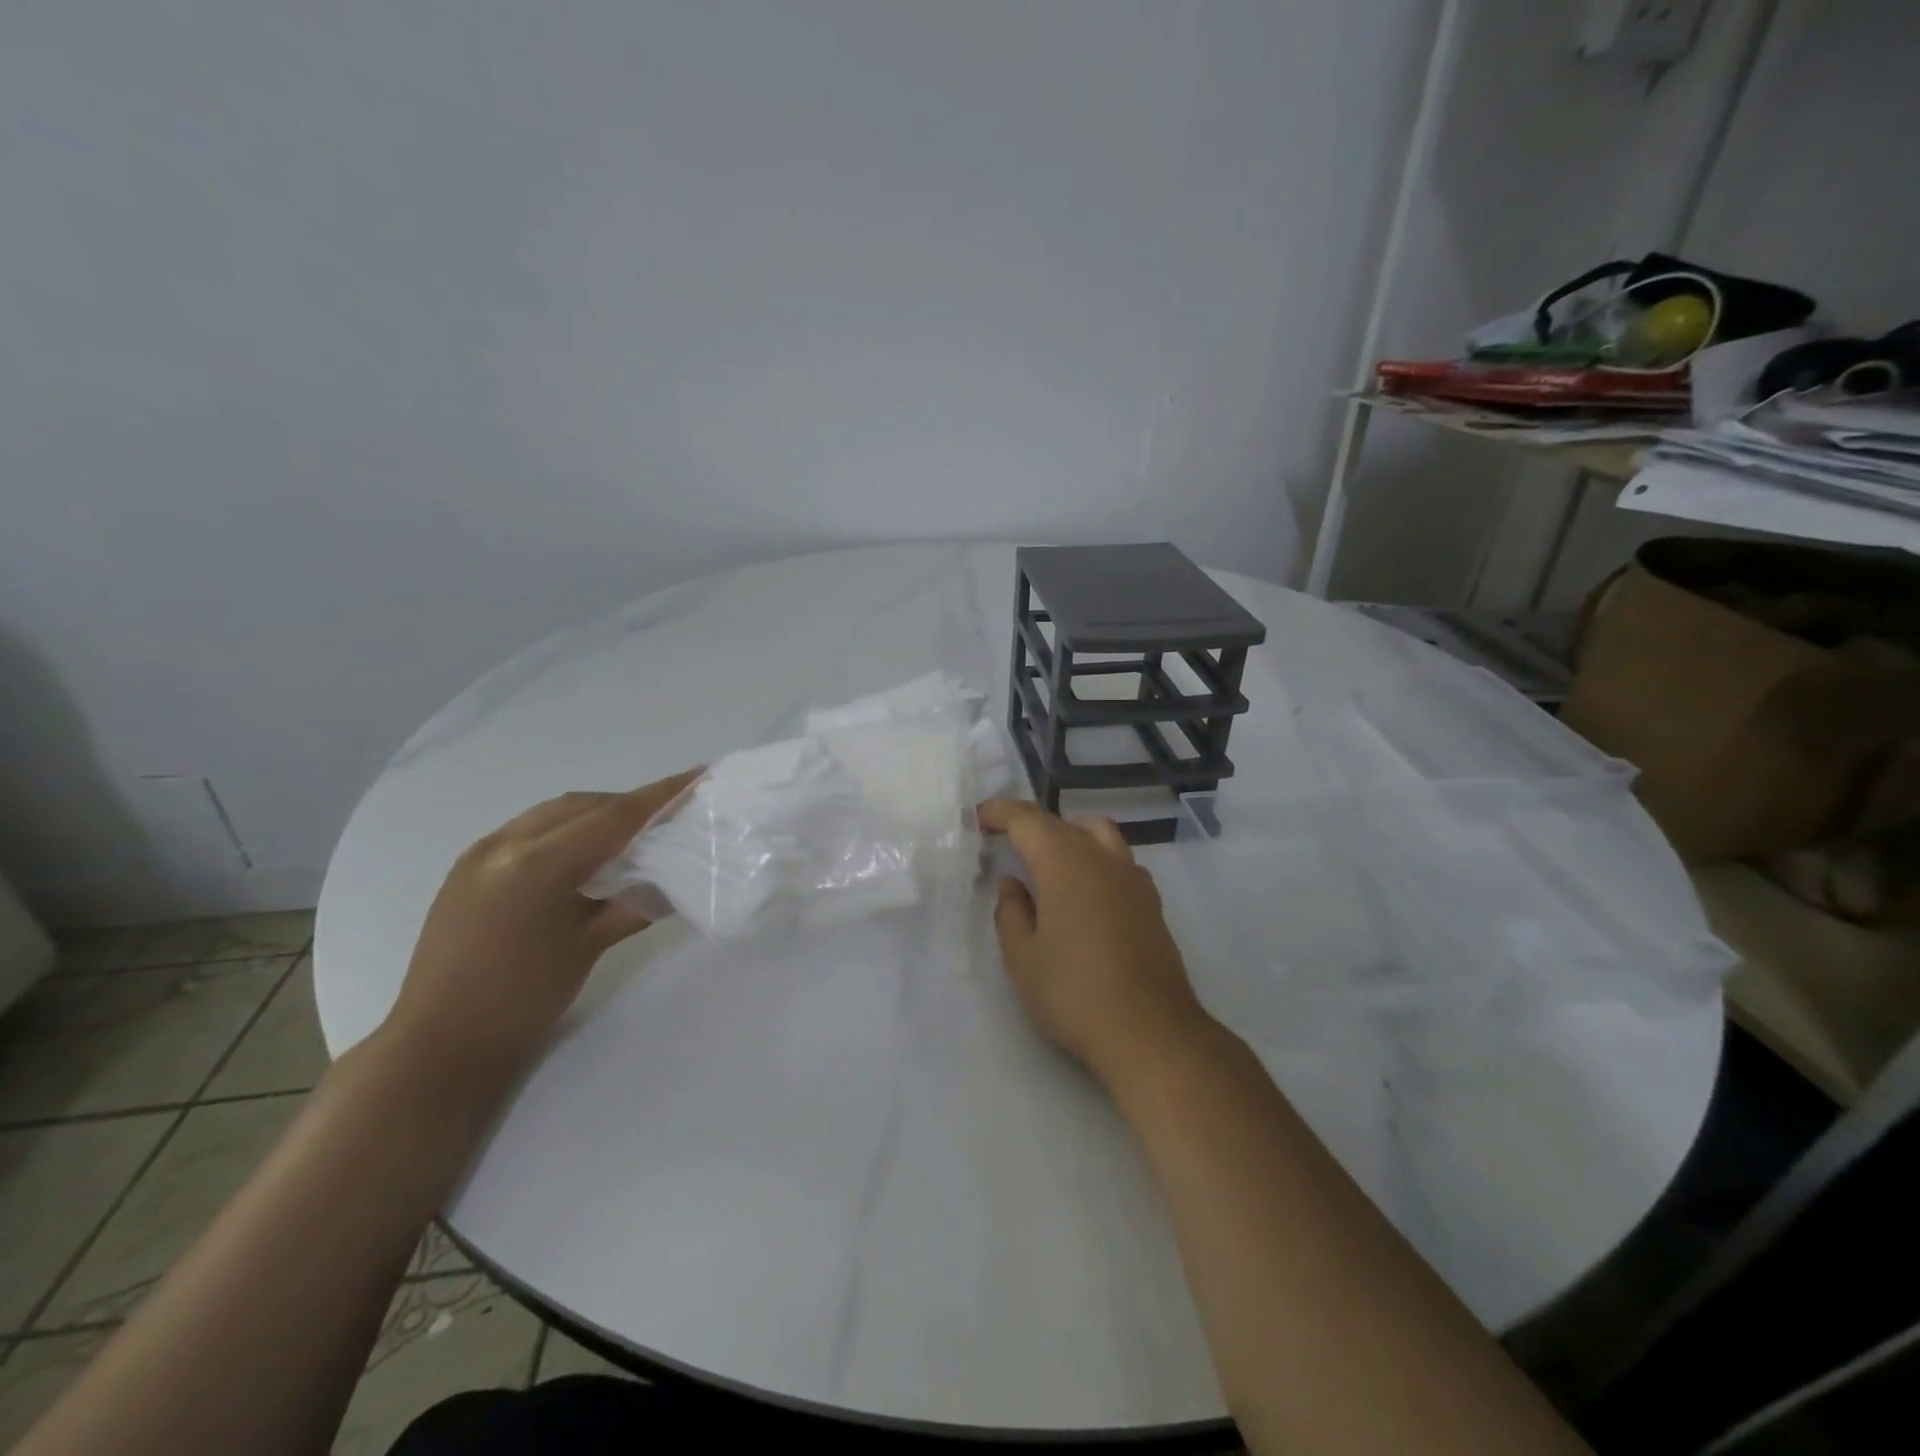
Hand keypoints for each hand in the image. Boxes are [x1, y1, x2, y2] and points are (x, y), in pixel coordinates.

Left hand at [382, 769, 701, 1081]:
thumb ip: (634, 903)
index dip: (661, 795)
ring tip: (632, 836)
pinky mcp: (469, 868)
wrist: (438, 1047)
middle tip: (669, 816)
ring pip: (554, 814)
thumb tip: (672, 881)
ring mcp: (481, 853)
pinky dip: (566, 831)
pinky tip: (585, 856)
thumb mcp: (589, 947)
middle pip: (582, 806)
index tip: (698, 776)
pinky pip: (529, 831)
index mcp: (537, 864)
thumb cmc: (522, 1001)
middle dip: (629, 805)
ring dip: (596, 816)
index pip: (614, 817)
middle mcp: (505, 844)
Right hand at [980, 799, 1212, 1085]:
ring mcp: (1133, 878)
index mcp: (1065, 863)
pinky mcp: (1151, 901)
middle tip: (1004, 841)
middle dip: (1030, 825)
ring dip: (1067, 835)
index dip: (1001, 813)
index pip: (1028, 820)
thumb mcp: (1023, 958)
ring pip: (1097, 833)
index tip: (979, 820)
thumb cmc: (1074, 993)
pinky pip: (1117, 859)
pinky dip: (1094, 857)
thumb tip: (1012, 883)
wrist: (1150, 1032)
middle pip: (1062, 823)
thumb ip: (1011, 912)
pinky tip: (1084, 891)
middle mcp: (1102, 858)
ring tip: (1046, 861)